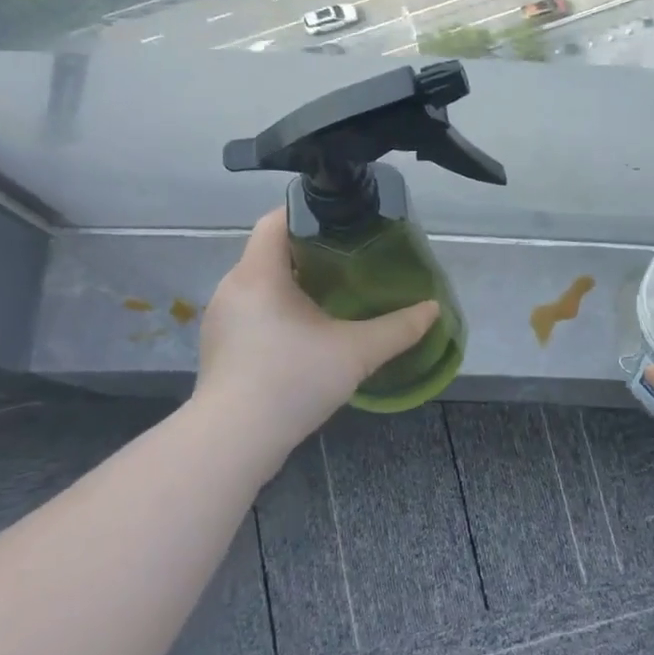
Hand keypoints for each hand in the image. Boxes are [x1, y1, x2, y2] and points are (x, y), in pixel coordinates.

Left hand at [193, 210, 440, 458]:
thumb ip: (398, 328)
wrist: (233, 441)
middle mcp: (233, 286)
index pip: (277, 220)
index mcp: (259, 272)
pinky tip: (305, 334)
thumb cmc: (292, 380)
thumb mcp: (356, 352)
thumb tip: (433, 309)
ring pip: (261, 283)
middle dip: (310, 251)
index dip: (309, 213)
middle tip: (351, 260)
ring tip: (333, 295)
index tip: (345, 223)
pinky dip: (279, 310)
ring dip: (294, 283)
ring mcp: (222, 318)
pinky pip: (252, 310)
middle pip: (271, 251)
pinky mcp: (220, 346)